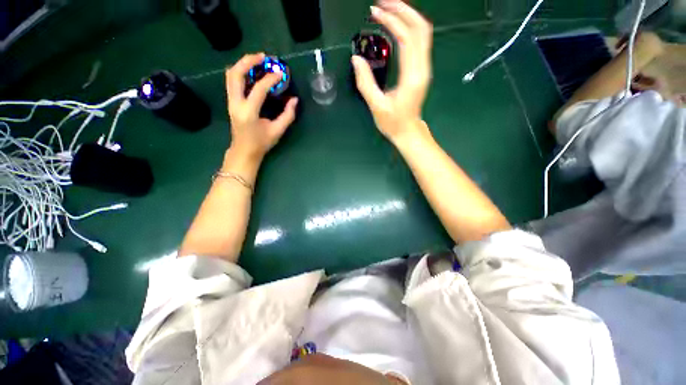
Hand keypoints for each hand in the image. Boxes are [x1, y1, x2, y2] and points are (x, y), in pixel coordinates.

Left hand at [225, 53, 298, 161]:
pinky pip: (232, 81)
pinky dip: (241, 72)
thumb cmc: (261, 143)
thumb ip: (288, 115)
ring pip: (231, 75)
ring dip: (243, 64)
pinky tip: (252, 72)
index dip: (270, 79)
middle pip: (236, 74)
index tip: (281, 73)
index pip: (258, 89)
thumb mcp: (277, 131)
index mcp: (248, 112)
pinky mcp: (231, 101)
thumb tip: (295, 100)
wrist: (244, 151)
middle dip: (249, 61)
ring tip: (258, 60)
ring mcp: (231, 101)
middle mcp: (236, 103)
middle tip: (264, 57)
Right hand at [352, 0, 432, 143]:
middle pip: (420, 28)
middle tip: (382, 4)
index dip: (392, 21)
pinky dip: (408, 29)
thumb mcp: (376, 106)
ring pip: (422, 33)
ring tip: (388, 10)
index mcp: (411, 76)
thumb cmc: (393, 123)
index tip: (375, 13)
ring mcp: (424, 68)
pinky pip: (419, 42)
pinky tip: (396, 27)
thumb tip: (356, 59)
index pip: (407, 38)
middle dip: (402, 10)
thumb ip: (365, 82)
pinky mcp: (421, 70)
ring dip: (407, 17)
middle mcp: (422, 68)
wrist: (408, 132)